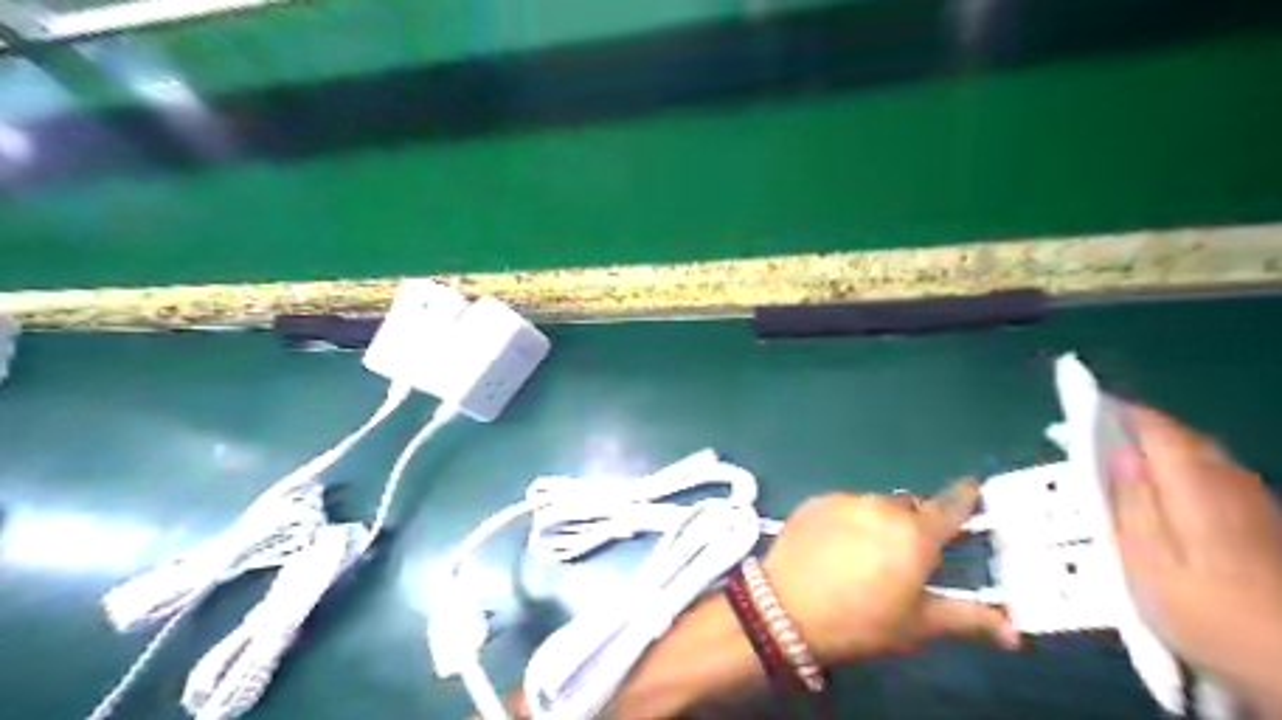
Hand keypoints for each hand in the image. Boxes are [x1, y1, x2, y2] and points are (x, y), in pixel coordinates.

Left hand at [758, 480, 1021, 665]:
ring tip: (863, 555)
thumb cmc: (861, 622)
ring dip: (877, 522)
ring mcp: (845, 500)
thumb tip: (1014, 632)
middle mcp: (883, 507)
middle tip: (903, 554)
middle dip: (913, 524)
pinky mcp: (815, 501)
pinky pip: (843, 506)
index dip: (964, 495)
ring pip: (874, 505)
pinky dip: (847, 520)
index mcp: (916, 534)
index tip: (972, 487)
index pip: (950, 505)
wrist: (786, 608)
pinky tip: (834, 546)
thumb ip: (967, 619)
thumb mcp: (917, 626)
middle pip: (909, 507)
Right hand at [1106, 404, 1280, 707]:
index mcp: (1194, 487)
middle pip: (1183, 438)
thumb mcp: (1146, 562)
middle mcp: (1229, 484)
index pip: (1157, 429)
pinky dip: (1184, 469)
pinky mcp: (1266, 525)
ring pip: (1203, 456)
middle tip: (1096, 432)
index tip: (1087, 402)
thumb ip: (1131, 501)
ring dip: (1162, 446)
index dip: (1122, 411)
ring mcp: (1254, 504)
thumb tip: (1117, 451)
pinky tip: (1170, 491)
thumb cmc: (1207, 615)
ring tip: (1124, 457)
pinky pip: (1217, 477)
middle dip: (1139, 427)